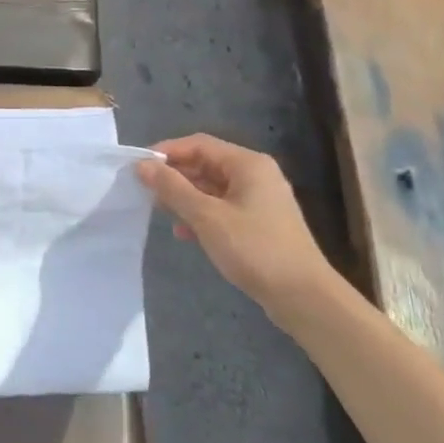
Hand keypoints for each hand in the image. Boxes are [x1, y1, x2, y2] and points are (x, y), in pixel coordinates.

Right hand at [136, 134, 335, 315]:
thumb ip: (173, 188)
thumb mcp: (207, 217)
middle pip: (206, 164)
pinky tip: (185, 234)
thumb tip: (142, 165)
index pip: (198, 144)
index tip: (139, 167)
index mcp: (247, 164)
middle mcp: (256, 175)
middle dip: (175, 177)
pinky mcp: (260, 224)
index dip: (166, 152)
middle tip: (146, 191)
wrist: (304, 298)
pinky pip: (222, 208)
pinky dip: (201, 215)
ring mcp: (260, 200)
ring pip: (212, 188)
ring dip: (185, 198)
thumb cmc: (255, 249)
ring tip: (162, 213)